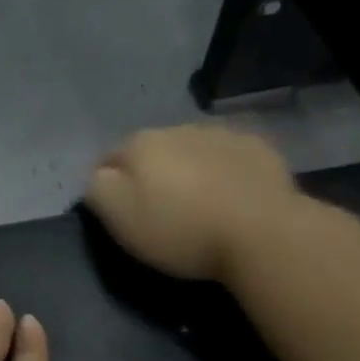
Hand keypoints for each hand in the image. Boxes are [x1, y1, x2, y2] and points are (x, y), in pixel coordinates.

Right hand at [85, 124, 301, 282]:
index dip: (110, 186)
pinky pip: (231, 157)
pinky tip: (233, 198)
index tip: (120, 213)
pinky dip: (226, 171)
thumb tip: (99, 175)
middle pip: (153, 151)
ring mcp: (223, 134)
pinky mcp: (259, 148)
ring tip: (200, 205)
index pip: (109, 158)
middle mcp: (179, 128)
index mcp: (140, 143)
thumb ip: (97, 189)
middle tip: (162, 212)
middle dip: (153, 174)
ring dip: (190, 170)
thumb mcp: (119, 217)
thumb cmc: (181, 230)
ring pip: (192, 150)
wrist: (262, 233)